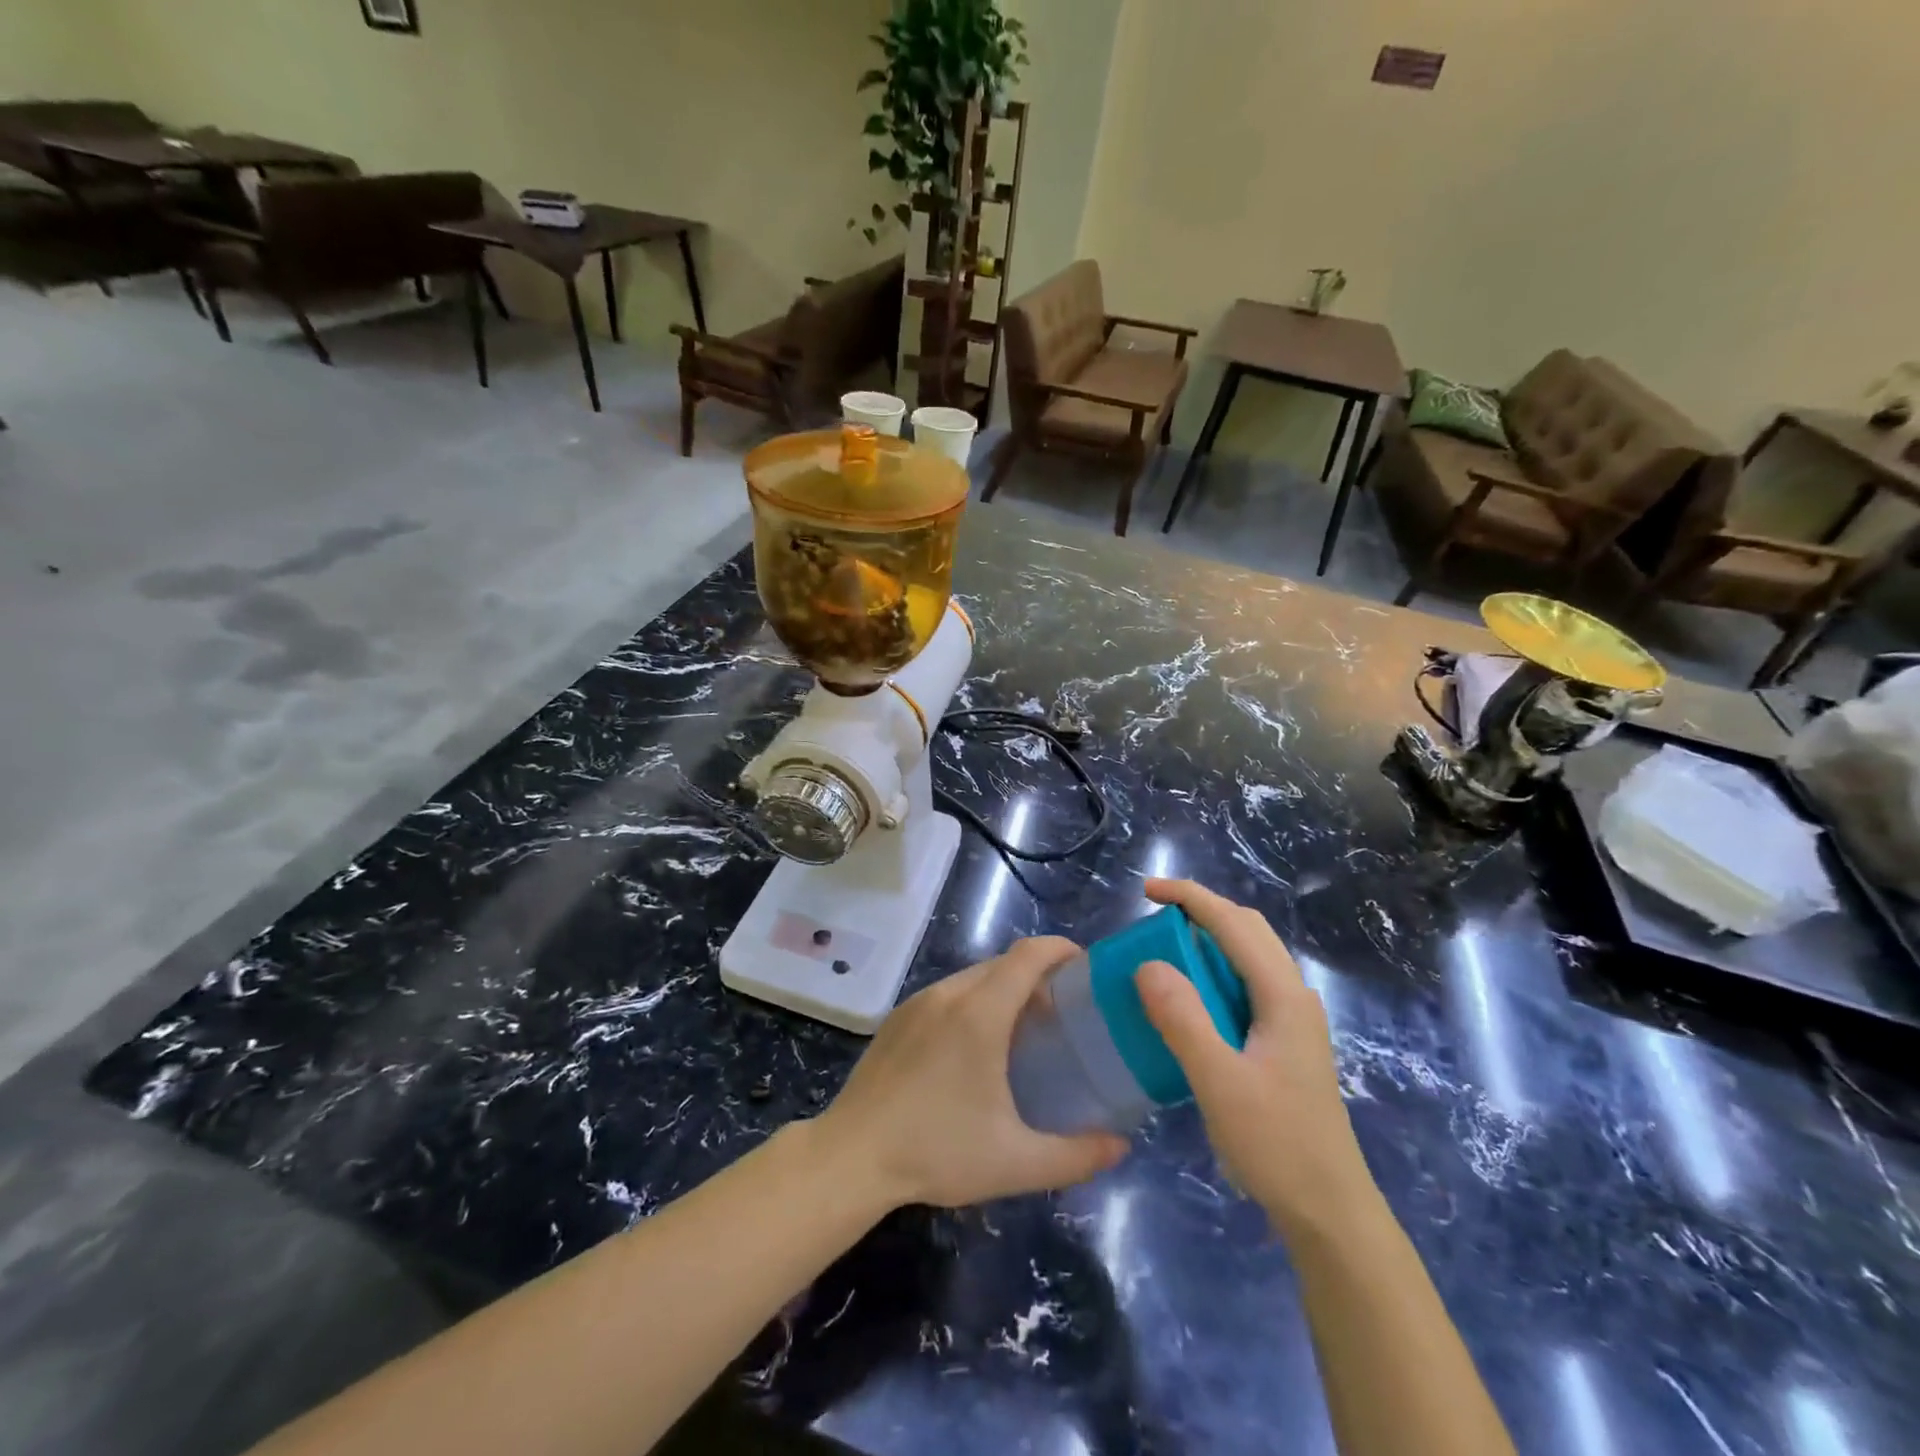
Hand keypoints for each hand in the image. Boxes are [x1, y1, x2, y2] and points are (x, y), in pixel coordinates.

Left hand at [819, 937, 1128, 1209]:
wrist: (851, 1156)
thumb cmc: (937, 1151)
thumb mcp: (1015, 1162)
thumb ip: (1077, 1155)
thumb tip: (1121, 1146)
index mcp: (981, 1013)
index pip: (1029, 955)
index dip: (1061, 949)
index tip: (1086, 967)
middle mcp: (950, 994)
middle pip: (1004, 963)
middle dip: (1038, 974)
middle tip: (1064, 1011)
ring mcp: (918, 1002)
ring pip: (973, 977)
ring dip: (1004, 988)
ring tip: (1023, 1029)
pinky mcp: (898, 1017)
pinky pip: (947, 993)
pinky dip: (974, 1001)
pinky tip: (974, 1046)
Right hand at [1135, 879, 1378, 1238]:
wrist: (1330, 1211)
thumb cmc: (1276, 1144)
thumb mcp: (1219, 1082)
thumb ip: (1183, 1019)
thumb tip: (1148, 964)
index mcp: (1282, 995)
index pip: (1233, 924)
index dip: (1190, 897)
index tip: (1145, 891)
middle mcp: (1293, 996)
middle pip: (1248, 929)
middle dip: (1201, 910)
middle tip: (1153, 917)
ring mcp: (1293, 1020)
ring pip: (1250, 956)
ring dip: (1209, 939)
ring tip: (1165, 950)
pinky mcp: (1285, 1041)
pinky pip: (1247, 983)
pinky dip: (1215, 970)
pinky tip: (1191, 998)